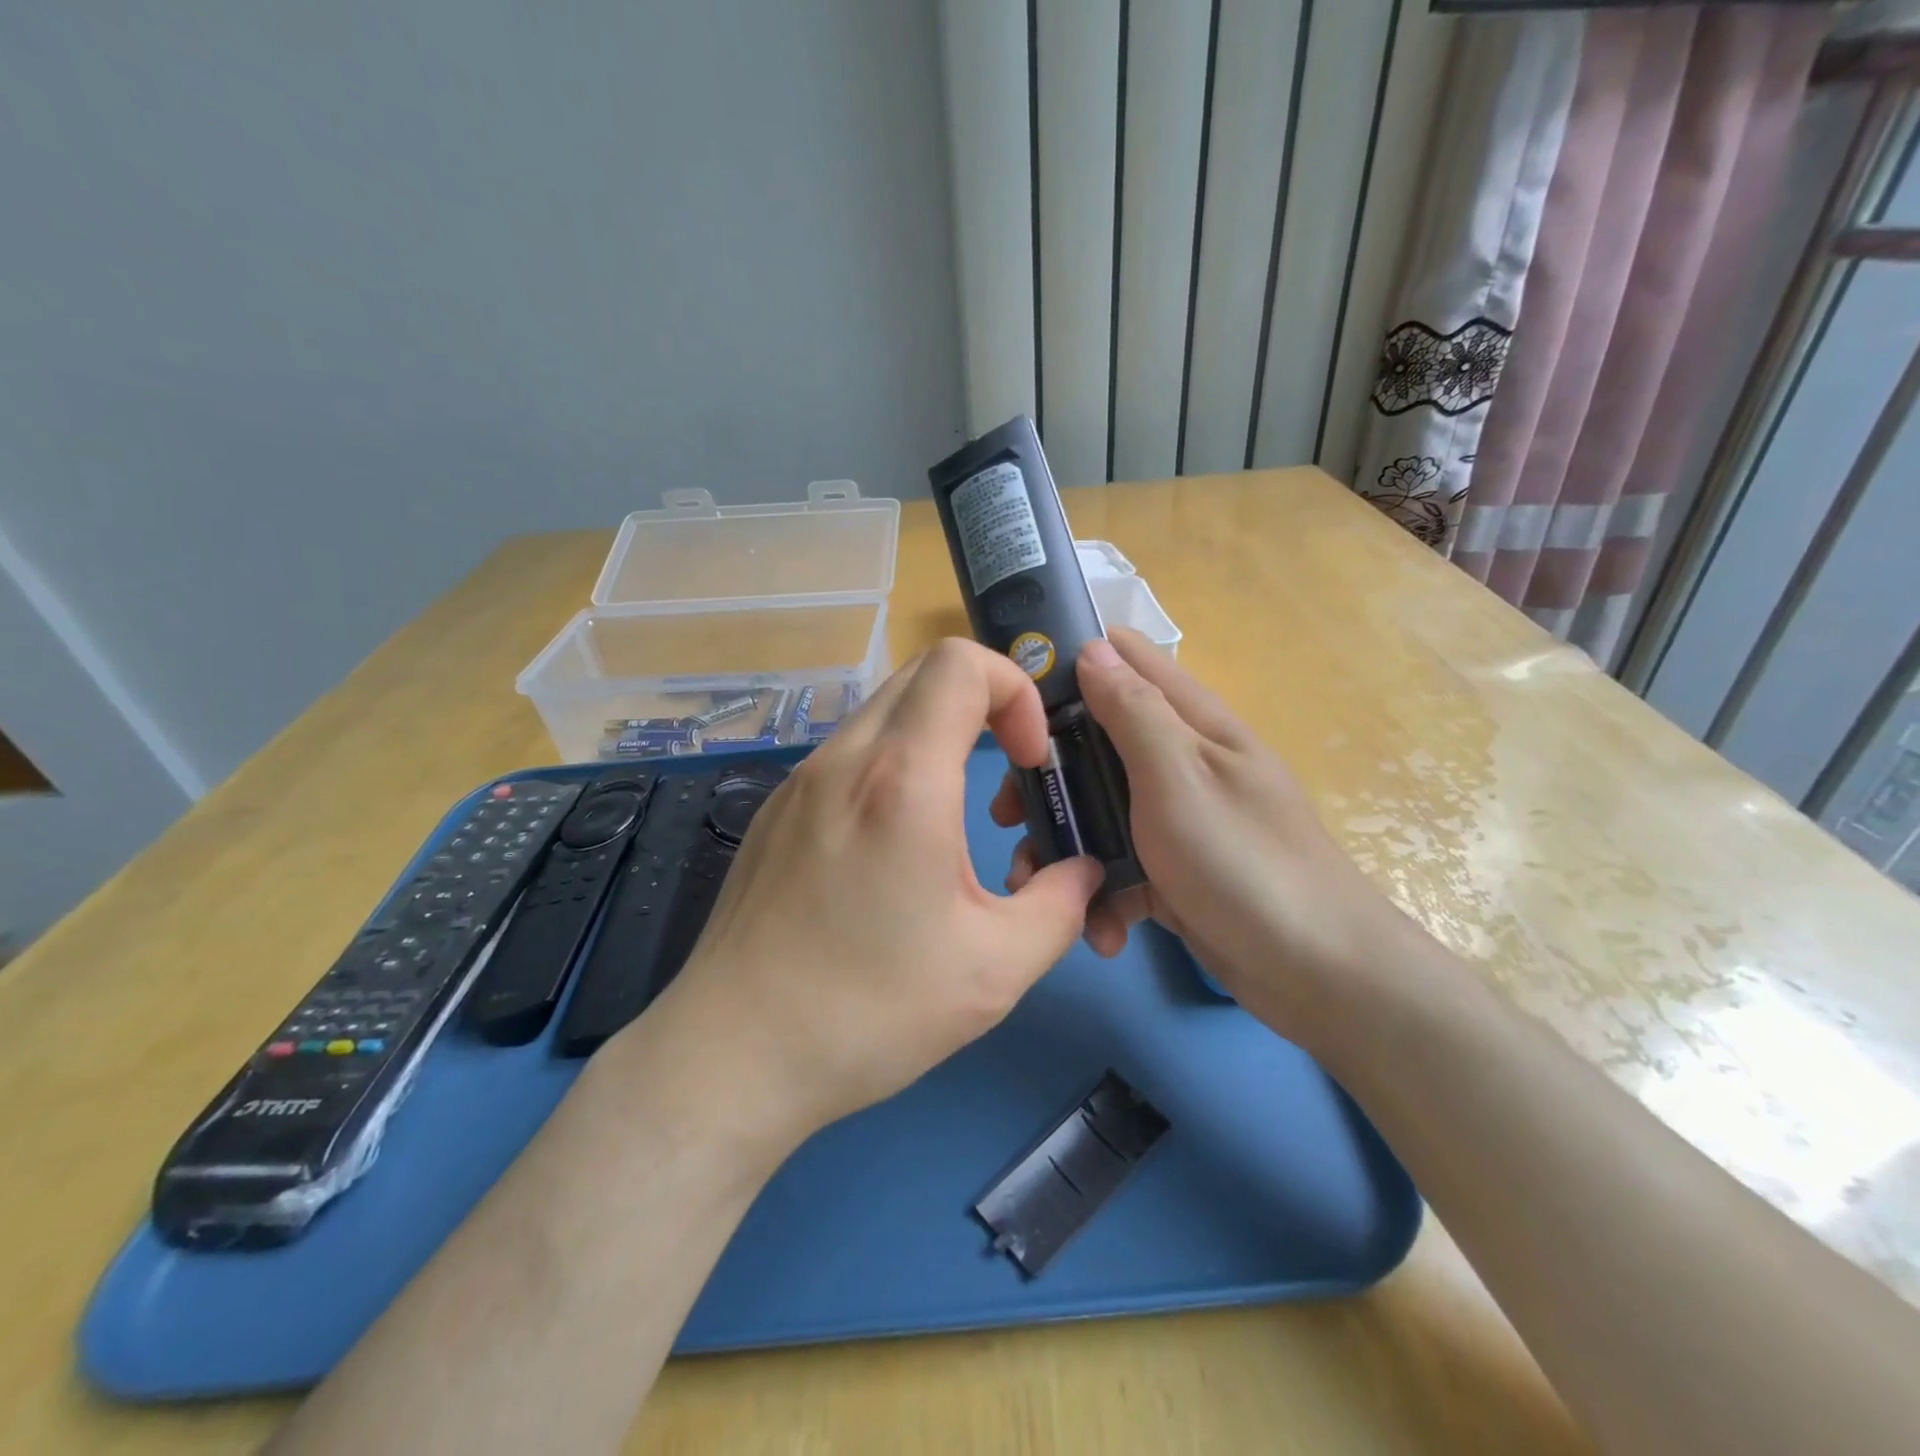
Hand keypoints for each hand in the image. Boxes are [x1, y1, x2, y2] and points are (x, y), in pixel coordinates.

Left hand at [640, 640, 1105, 1146]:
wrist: (733, 1054)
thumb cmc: (869, 1011)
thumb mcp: (996, 969)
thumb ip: (1061, 905)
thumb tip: (1082, 871)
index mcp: (902, 781)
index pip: (962, 663)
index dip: (1015, 690)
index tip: (1029, 760)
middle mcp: (845, 760)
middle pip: (924, 671)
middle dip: (984, 702)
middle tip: (1005, 773)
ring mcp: (801, 780)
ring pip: (885, 711)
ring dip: (938, 735)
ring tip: (954, 818)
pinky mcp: (776, 809)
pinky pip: (850, 753)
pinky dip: (893, 764)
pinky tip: (894, 844)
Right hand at [998, 629, 1423, 1046]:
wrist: (1316, 975)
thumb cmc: (1242, 862)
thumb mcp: (1179, 777)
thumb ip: (1133, 712)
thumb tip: (1092, 648)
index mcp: (1188, 722)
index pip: (1123, 659)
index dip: (1066, 667)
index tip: (1013, 701)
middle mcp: (1178, 761)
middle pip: (1093, 743)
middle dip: (1047, 776)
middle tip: (1009, 813)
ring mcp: (1174, 819)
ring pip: (1096, 810)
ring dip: (1066, 846)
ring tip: (1036, 883)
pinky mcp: (1170, 872)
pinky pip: (1118, 868)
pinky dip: (1103, 895)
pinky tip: (1103, 929)